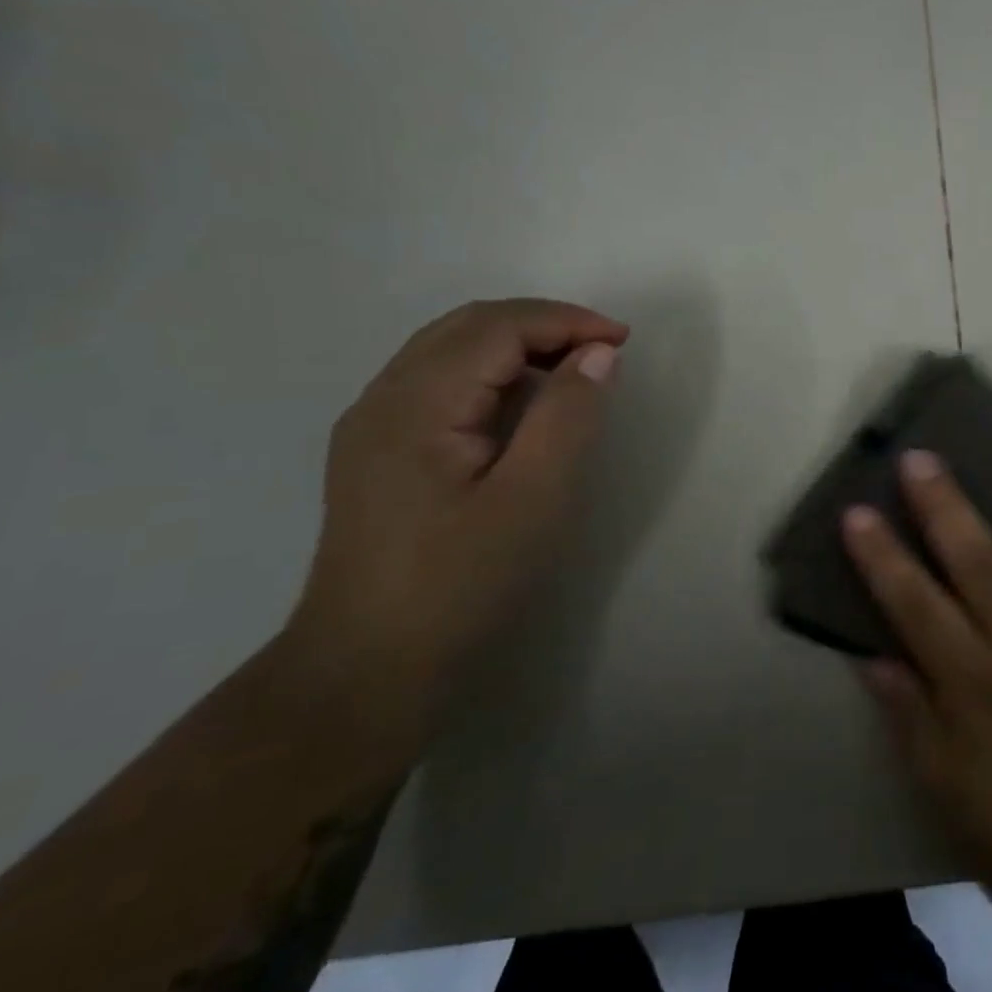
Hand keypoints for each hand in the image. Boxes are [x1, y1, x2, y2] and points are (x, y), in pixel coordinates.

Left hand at [285, 298, 628, 718]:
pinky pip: (440, 382)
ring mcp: (373, 426)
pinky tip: (523, 406)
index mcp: (415, 405)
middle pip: (468, 326)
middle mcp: (383, 399)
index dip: (566, 321)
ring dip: (517, 344)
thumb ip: (568, 416)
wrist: (367, 670)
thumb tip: (598, 353)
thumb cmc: (460, 583)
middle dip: (543, 324)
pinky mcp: (378, 452)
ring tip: (573, 371)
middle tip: (603, 350)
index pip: (497, 327)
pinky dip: (492, 372)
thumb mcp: (533, 499)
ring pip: (450, 350)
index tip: (624, 342)